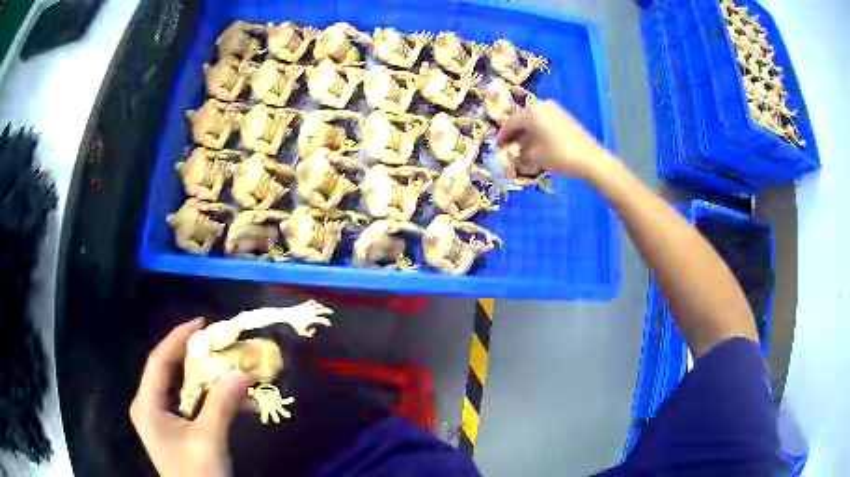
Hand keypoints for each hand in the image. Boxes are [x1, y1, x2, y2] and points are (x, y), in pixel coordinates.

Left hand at [130, 319, 248, 476]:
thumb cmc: (197, 473)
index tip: (202, 322)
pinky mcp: (173, 427)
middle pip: (169, 371)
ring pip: (181, 387)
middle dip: (195, 358)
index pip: (159, 360)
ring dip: (205, 379)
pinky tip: (229, 399)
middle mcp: (149, 405)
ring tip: (228, 368)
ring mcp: (160, 417)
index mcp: (146, 404)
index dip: (178, 338)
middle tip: (219, 344)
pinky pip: (189, 403)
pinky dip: (208, 398)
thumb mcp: (209, 439)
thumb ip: (222, 404)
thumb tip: (240, 372)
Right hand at [497, 100, 609, 179]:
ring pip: (534, 119)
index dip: (502, 136)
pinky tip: (537, 142)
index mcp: (531, 112)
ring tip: (522, 146)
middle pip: (522, 119)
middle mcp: (541, 105)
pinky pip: (544, 121)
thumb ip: (519, 153)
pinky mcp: (564, 115)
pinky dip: (538, 130)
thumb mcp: (534, 157)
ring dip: (526, 132)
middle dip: (514, 133)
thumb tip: (512, 152)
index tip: (497, 147)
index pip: (510, 123)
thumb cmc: (559, 156)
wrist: (590, 158)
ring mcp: (554, 109)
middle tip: (508, 146)